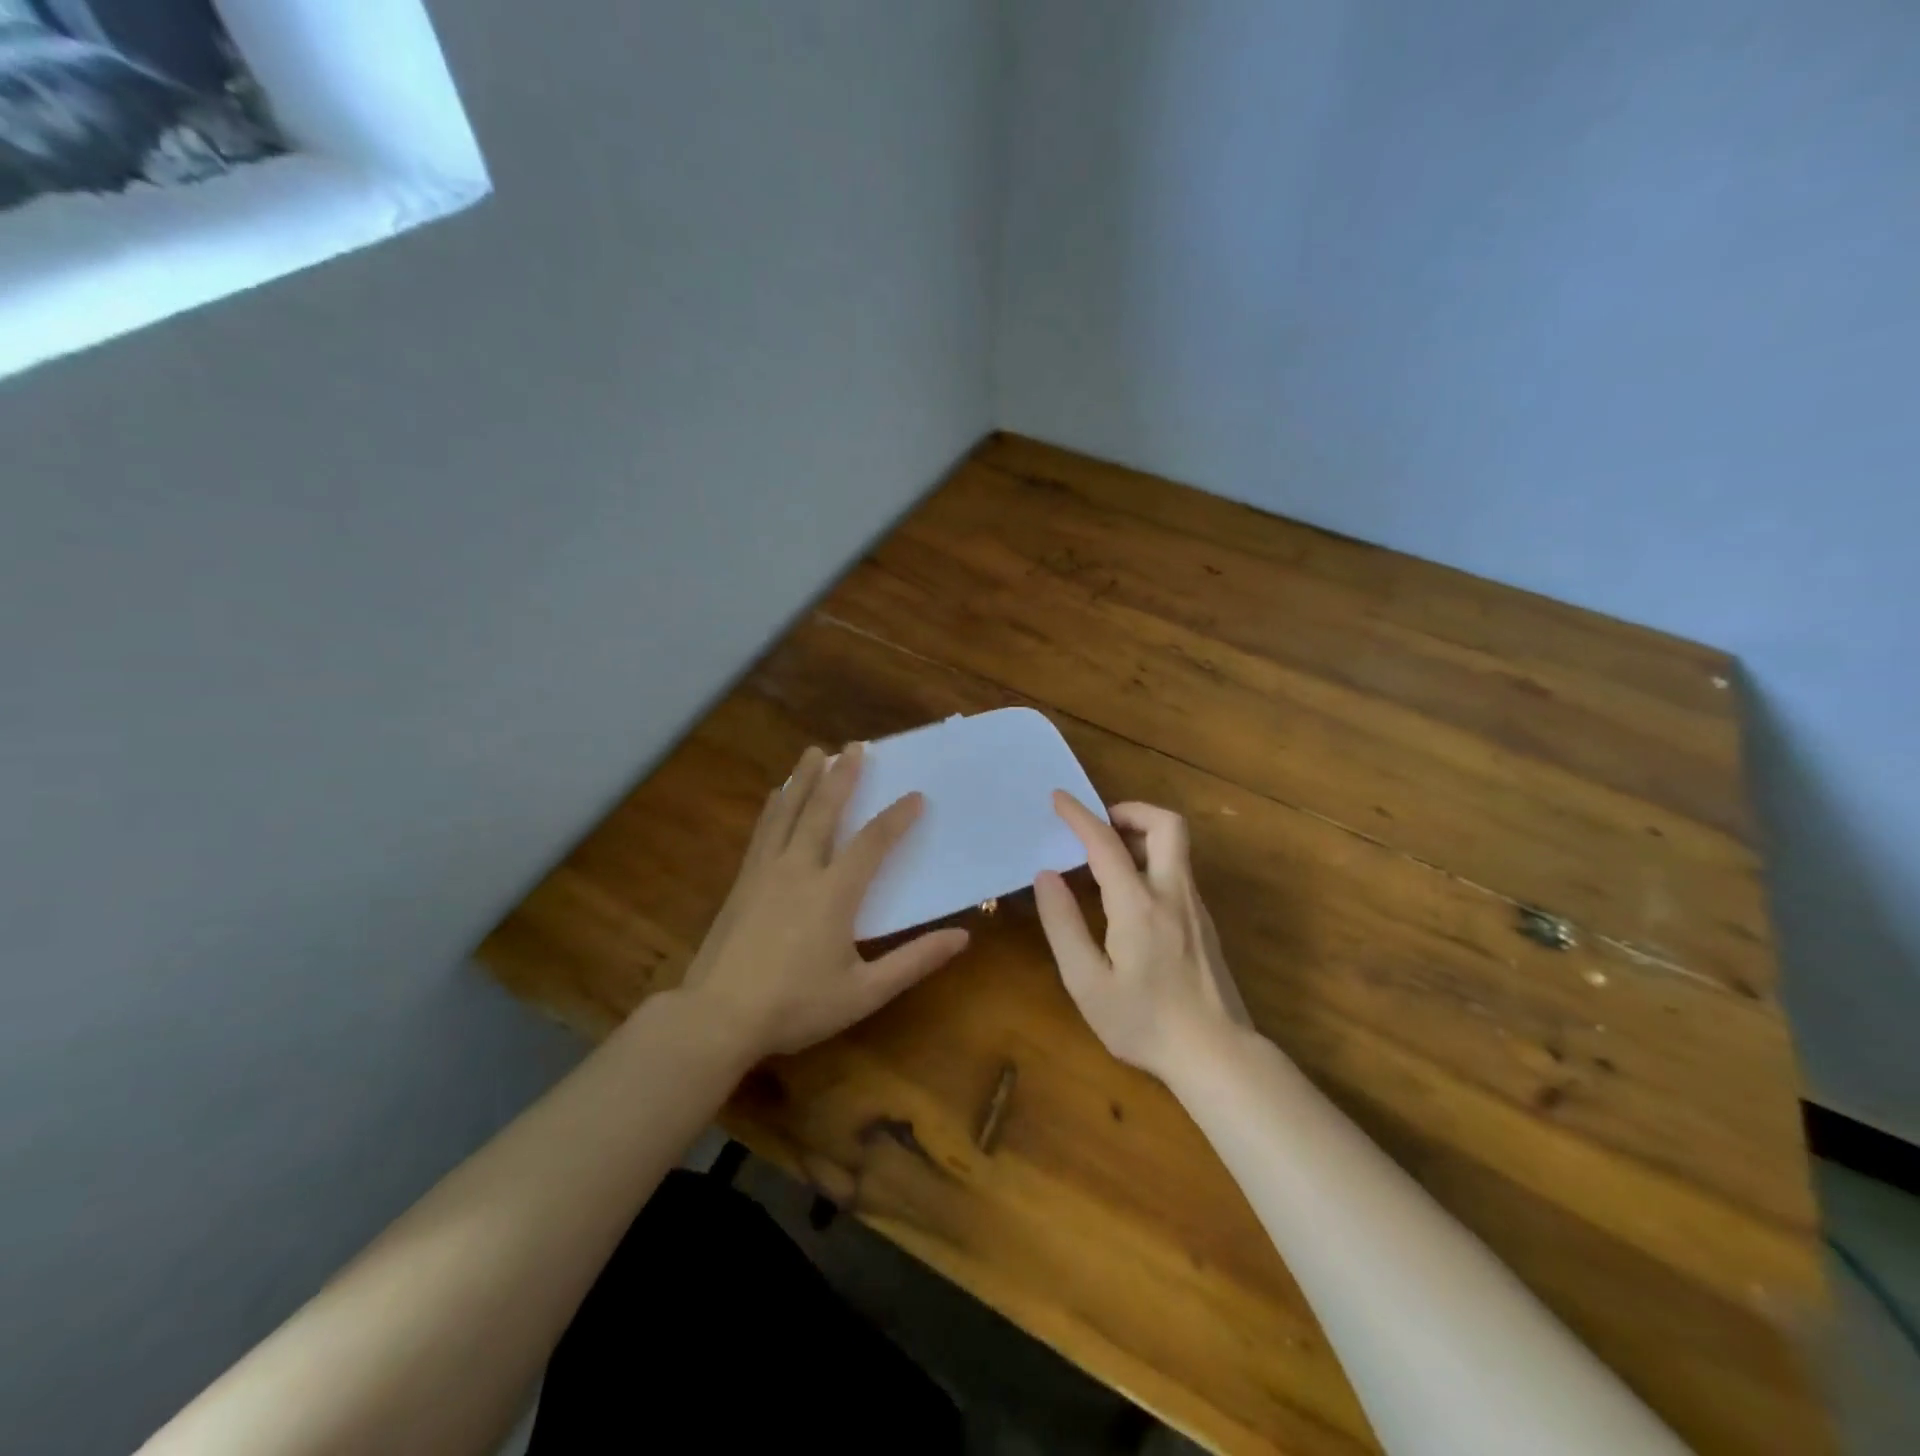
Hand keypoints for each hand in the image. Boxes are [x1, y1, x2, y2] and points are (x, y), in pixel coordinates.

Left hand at [680, 743, 970, 1059]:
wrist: (716, 1018)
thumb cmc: (795, 1006)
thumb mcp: (864, 993)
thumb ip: (913, 962)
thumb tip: (962, 936)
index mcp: (833, 893)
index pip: (872, 843)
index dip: (897, 817)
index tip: (915, 796)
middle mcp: (798, 869)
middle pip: (822, 810)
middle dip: (842, 776)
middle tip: (854, 745)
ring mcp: (764, 873)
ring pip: (787, 812)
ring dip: (803, 779)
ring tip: (814, 753)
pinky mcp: (741, 882)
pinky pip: (763, 831)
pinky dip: (775, 806)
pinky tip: (776, 797)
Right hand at [1034, 794, 1251, 1081]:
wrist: (1217, 1055)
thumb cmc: (1144, 1022)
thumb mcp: (1087, 983)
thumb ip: (1064, 925)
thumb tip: (1046, 876)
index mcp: (1138, 904)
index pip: (1106, 842)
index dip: (1079, 815)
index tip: (1058, 798)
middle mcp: (1172, 893)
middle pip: (1166, 824)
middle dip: (1130, 810)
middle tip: (1100, 824)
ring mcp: (1195, 906)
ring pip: (1176, 845)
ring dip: (1141, 834)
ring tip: (1106, 856)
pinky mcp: (1204, 922)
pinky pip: (1178, 870)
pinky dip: (1151, 859)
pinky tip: (1129, 893)